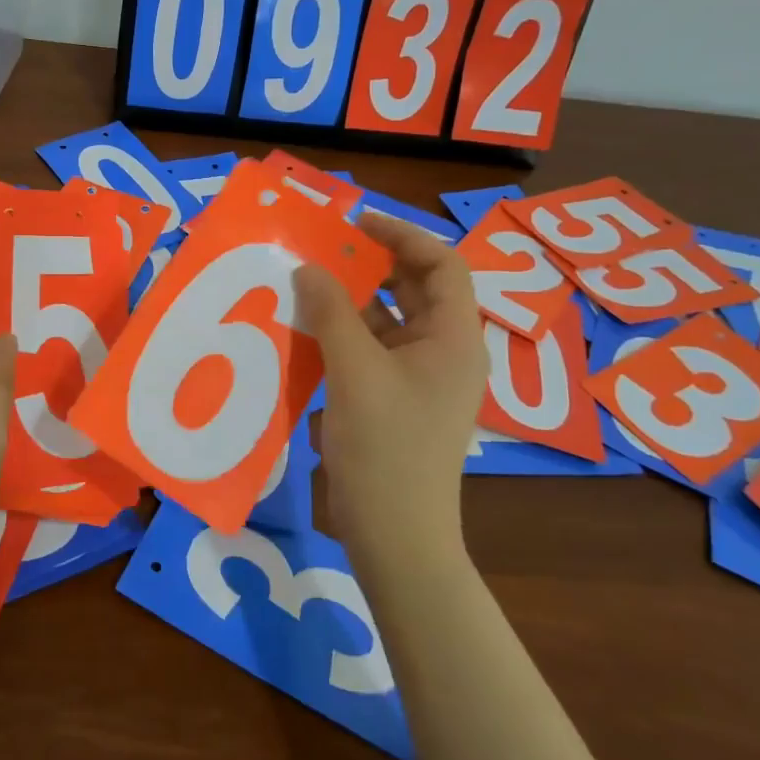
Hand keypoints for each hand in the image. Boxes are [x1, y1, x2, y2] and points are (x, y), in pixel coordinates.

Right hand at [295, 215, 487, 561]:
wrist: (395, 536)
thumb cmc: (385, 448)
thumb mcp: (354, 371)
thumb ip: (331, 312)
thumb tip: (308, 268)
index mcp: (454, 339)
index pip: (442, 264)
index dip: (402, 235)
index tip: (354, 223)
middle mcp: (444, 353)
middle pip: (413, 290)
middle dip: (369, 267)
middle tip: (322, 251)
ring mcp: (419, 380)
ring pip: (387, 323)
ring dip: (349, 305)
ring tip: (304, 288)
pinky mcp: (394, 403)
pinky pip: (371, 354)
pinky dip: (342, 340)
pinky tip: (305, 338)